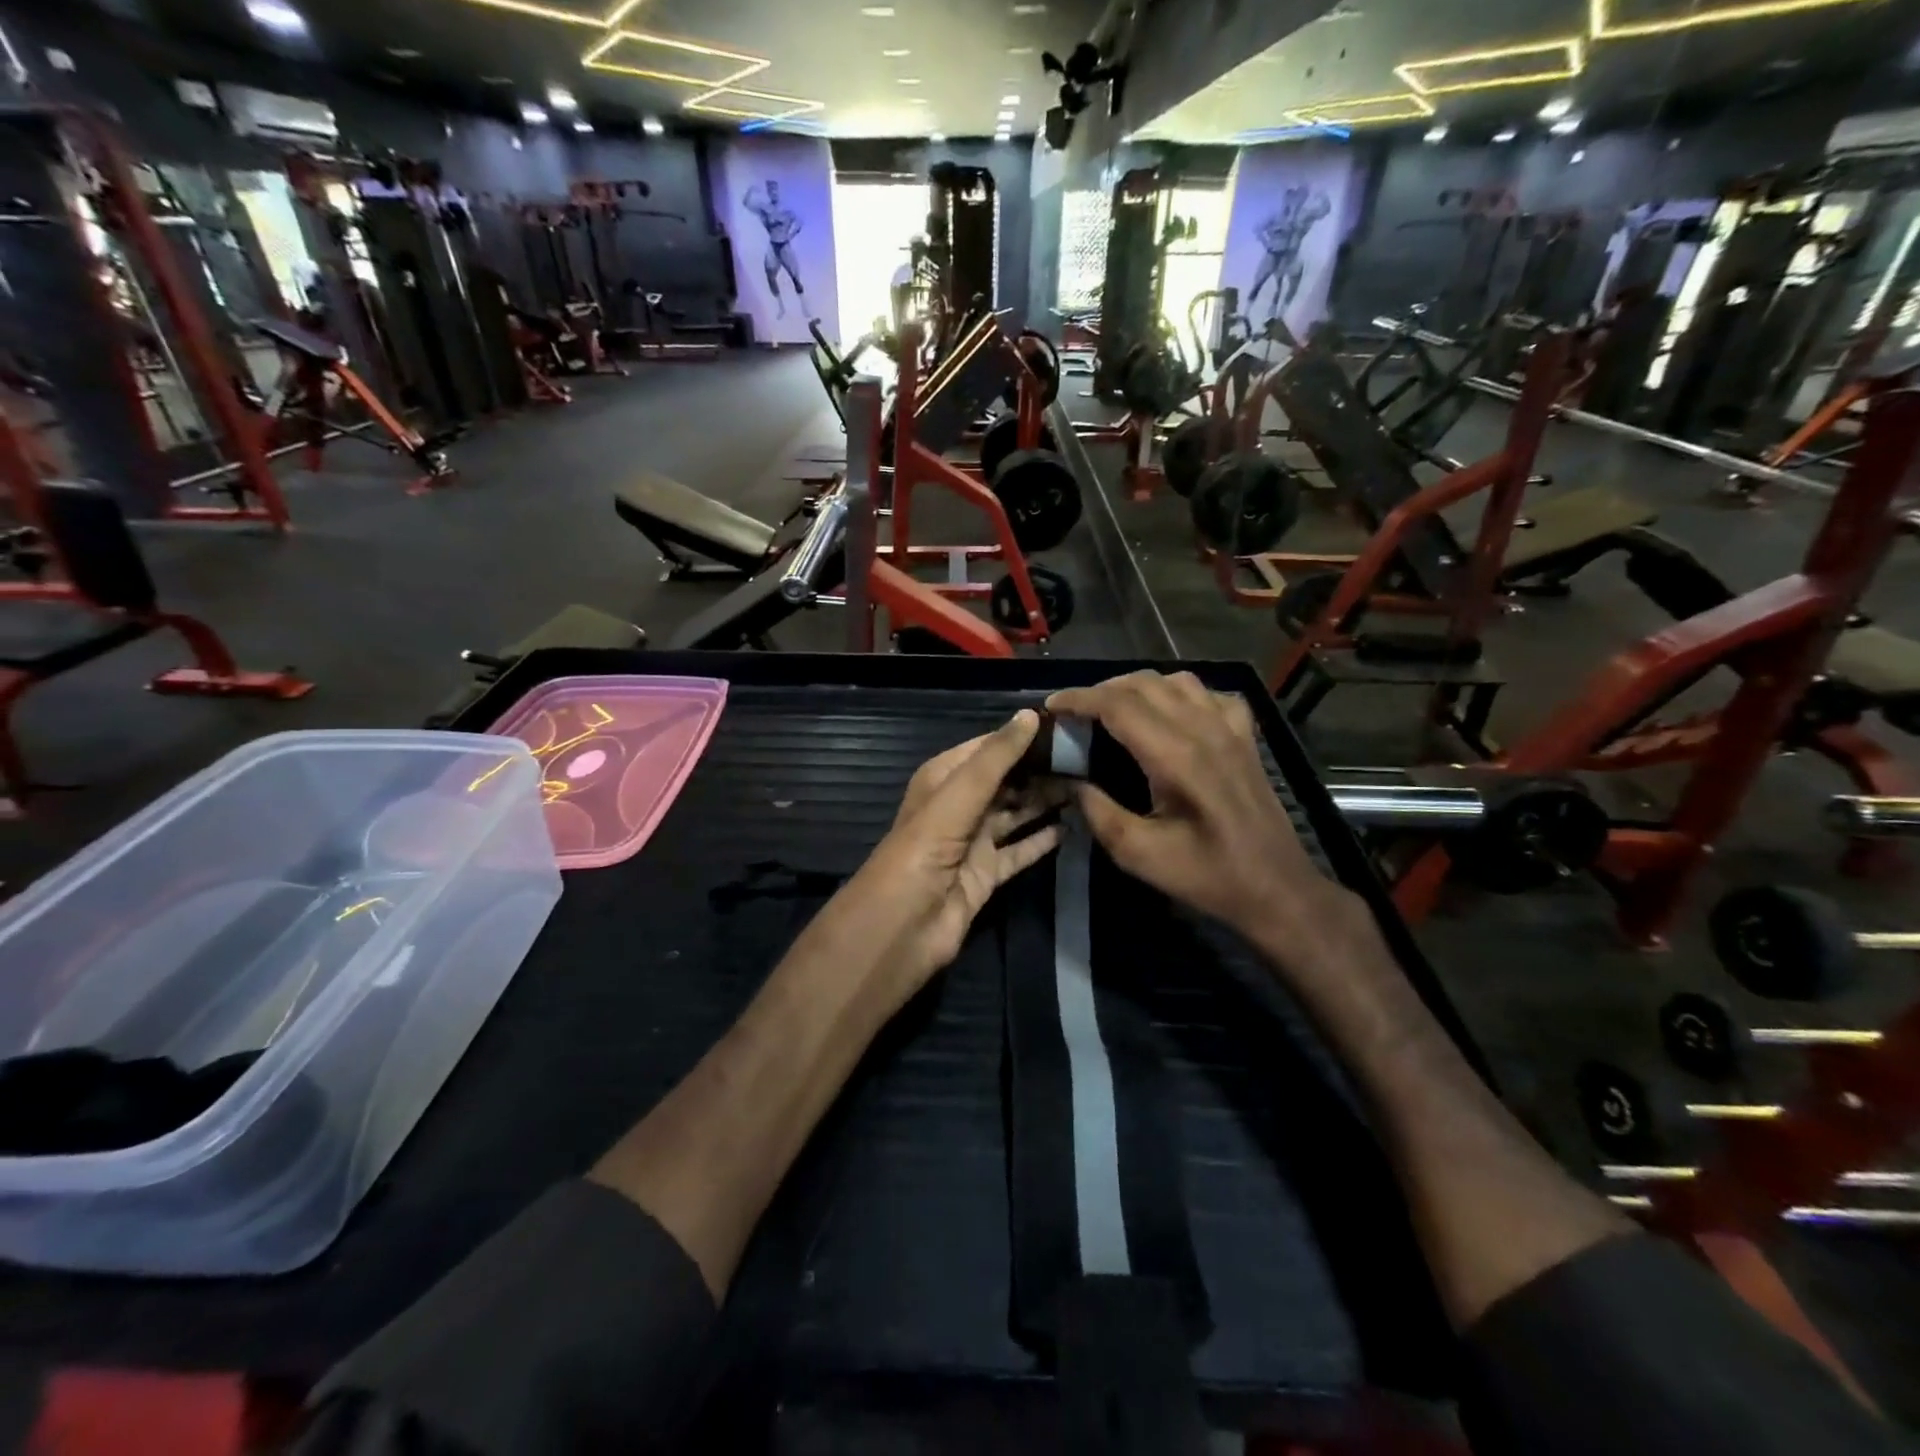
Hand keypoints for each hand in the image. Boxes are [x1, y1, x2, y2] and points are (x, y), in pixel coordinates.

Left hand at [843, 710, 1066, 1003]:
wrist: (904, 923)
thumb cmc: (927, 846)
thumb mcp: (960, 792)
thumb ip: (997, 756)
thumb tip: (1031, 714)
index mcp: (943, 778)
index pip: (987, 748)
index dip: (1021, 737)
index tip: (1065, 727)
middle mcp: (958, 806)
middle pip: (1005, 781)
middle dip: (1039, 770)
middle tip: (1088, 758)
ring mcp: (973, 842)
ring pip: (1015, 814)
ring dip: (1045, 802)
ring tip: (1088, 786)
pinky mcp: (987, 874)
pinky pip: (1020, 851)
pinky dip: (1043, 840)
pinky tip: (1073, 827)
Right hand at [1045, 671, 1366, 974]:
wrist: (1275, 888)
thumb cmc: (1206, 875)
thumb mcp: (1138, 854)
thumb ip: (1097, 811)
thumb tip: (1069, 780)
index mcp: (1176, 757)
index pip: (1118, 705)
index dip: (1079, 699)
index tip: (1052, 705)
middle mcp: (1204, 730)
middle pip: (1144, 683)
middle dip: (1101, 690)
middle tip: (1075, 712)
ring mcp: (1230, 729)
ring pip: (1177, 680)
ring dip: (1139, 686)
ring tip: (1115, 707)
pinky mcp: (1245, 737)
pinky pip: (1210, 694)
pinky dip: (1181, 693)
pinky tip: (1171, 713)